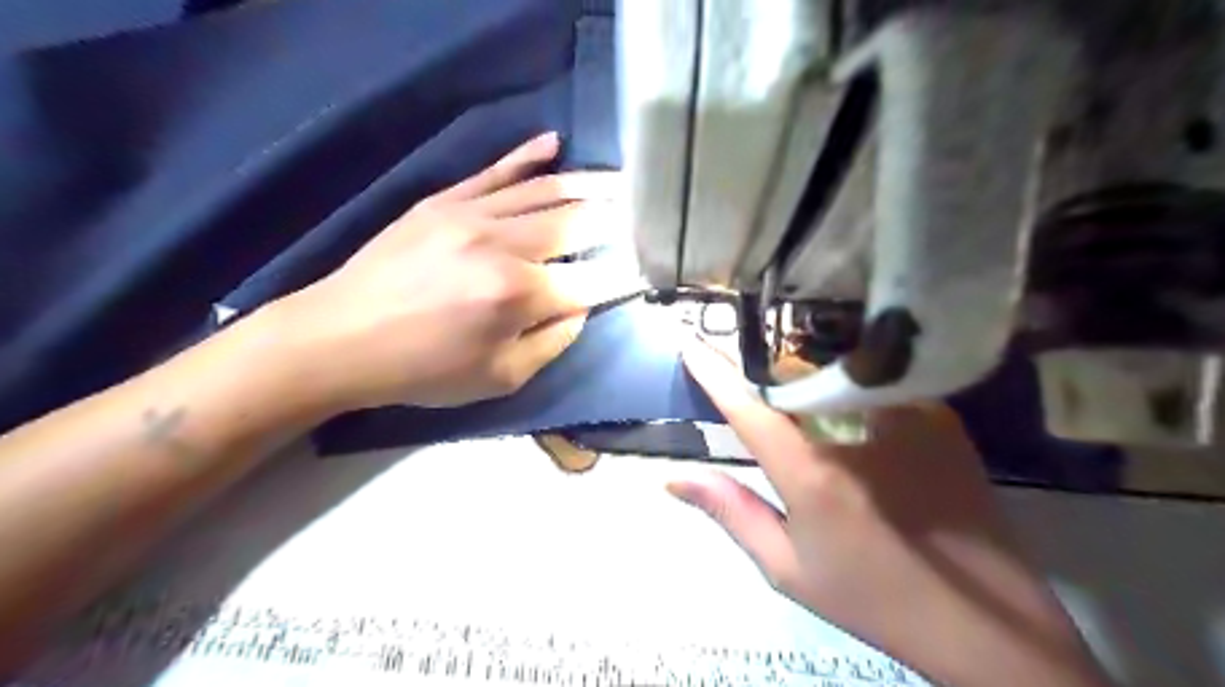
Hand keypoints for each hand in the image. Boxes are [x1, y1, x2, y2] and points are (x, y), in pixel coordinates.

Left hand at [266, 134, 612, 412]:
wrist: (339, 339)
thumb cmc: (424, 370)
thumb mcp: (501, 378)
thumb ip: (553, 341)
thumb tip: (582, 305)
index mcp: (519, 294)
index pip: (592, 277)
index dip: (625, 273)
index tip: (647, 268)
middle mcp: (503, 244)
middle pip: (577, 221)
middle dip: (619, 217)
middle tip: (646, 212)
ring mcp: (471, 213)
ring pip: (545, 189)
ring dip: (590, 184)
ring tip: (622, 181)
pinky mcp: (444, 200)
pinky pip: (496, 171)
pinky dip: (528, 155)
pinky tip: (555, 142)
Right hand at [669, 336, 1111, 686]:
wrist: (985, 623)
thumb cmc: (874, 599)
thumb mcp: (788, 569)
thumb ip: (730, 512)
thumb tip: (674, 479)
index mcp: (811, 472)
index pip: (748, 407)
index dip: (714, 372)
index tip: (691, 343)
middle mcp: (855, 431)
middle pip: (791, 381)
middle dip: (766, 382)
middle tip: (761, 401)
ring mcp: (904, 416)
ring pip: (834, 378)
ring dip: (808, 387)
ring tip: (807, 411)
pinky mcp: (940, 417)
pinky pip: (876, 387)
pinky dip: (851, 394)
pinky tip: (859, 425)